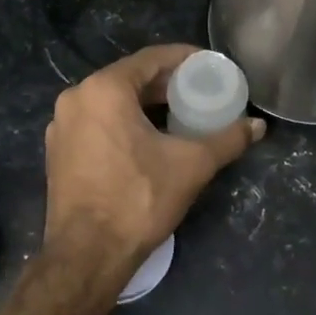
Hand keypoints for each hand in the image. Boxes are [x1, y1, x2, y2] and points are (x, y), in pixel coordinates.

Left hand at [43, 44, 265, 284]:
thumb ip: (227, 139)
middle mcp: (77, 98)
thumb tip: (257, 126)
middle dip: (165, 84)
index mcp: (104, 89)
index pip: (151, 59)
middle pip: (130, 78)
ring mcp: (62, 126)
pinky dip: (123, 122)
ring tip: (179, 114)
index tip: (209, 65)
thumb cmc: (138, 199)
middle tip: (199, 91)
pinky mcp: (58, 151)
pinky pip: (97, 122)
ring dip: (145, 104)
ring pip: (111, 101)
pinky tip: (148, 139)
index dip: (184, 59)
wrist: (86, 256)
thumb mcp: (191, 165)